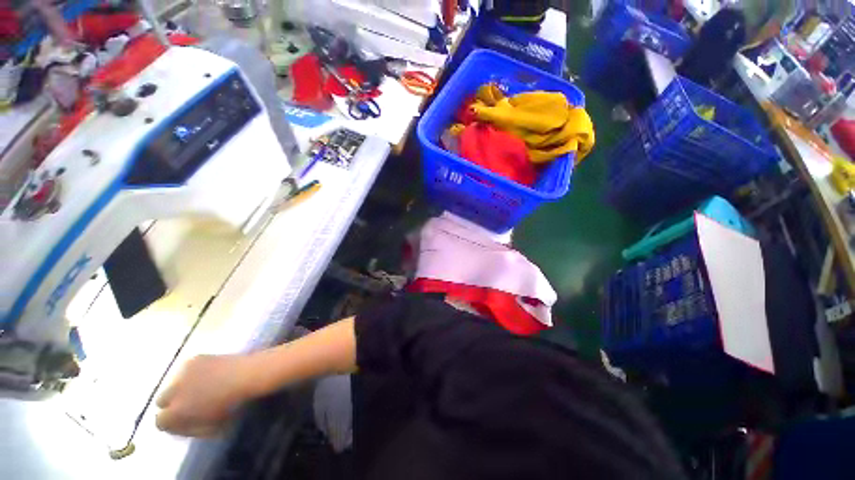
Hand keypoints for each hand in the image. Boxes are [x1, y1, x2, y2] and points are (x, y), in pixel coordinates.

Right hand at [155, 354, 255, 436]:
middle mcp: (172, 391)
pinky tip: (207, 374)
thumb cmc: (233, 406)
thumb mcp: (210, 427)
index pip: (160, 421)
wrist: (247, 375)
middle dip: (173, 403)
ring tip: (200, 387)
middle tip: (190, 403)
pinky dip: (192, 373)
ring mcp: (181, 372)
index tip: (184, 421)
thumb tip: (181, 426)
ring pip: (172, 383)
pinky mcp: (193, 358)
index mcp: (175, 412)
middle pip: (162, 400)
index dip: (172, 422)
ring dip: (181, 387)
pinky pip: (186, 369)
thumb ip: (190, 428)